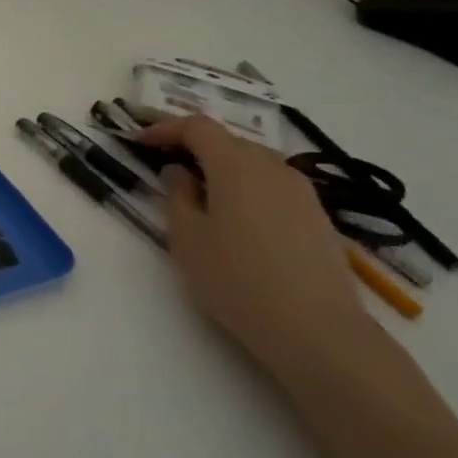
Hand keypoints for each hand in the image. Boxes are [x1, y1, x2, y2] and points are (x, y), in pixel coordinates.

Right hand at [138, 116, 382, 383]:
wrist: (316, 330)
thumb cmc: (236, 279)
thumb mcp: (186, 237)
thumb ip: (176, 195)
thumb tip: (178, 172)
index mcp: (235, 165)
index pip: (197, 127)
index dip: (165, 128)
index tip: (139, 142)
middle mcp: (272, 168)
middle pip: (228, 141)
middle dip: (194, 147)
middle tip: (166, 167)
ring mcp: (301, 192)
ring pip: (254, 163)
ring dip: (222, 169)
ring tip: (200, 195)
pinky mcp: (318, 217)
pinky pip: (273, 187)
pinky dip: (247, 188)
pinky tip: (237, 220)